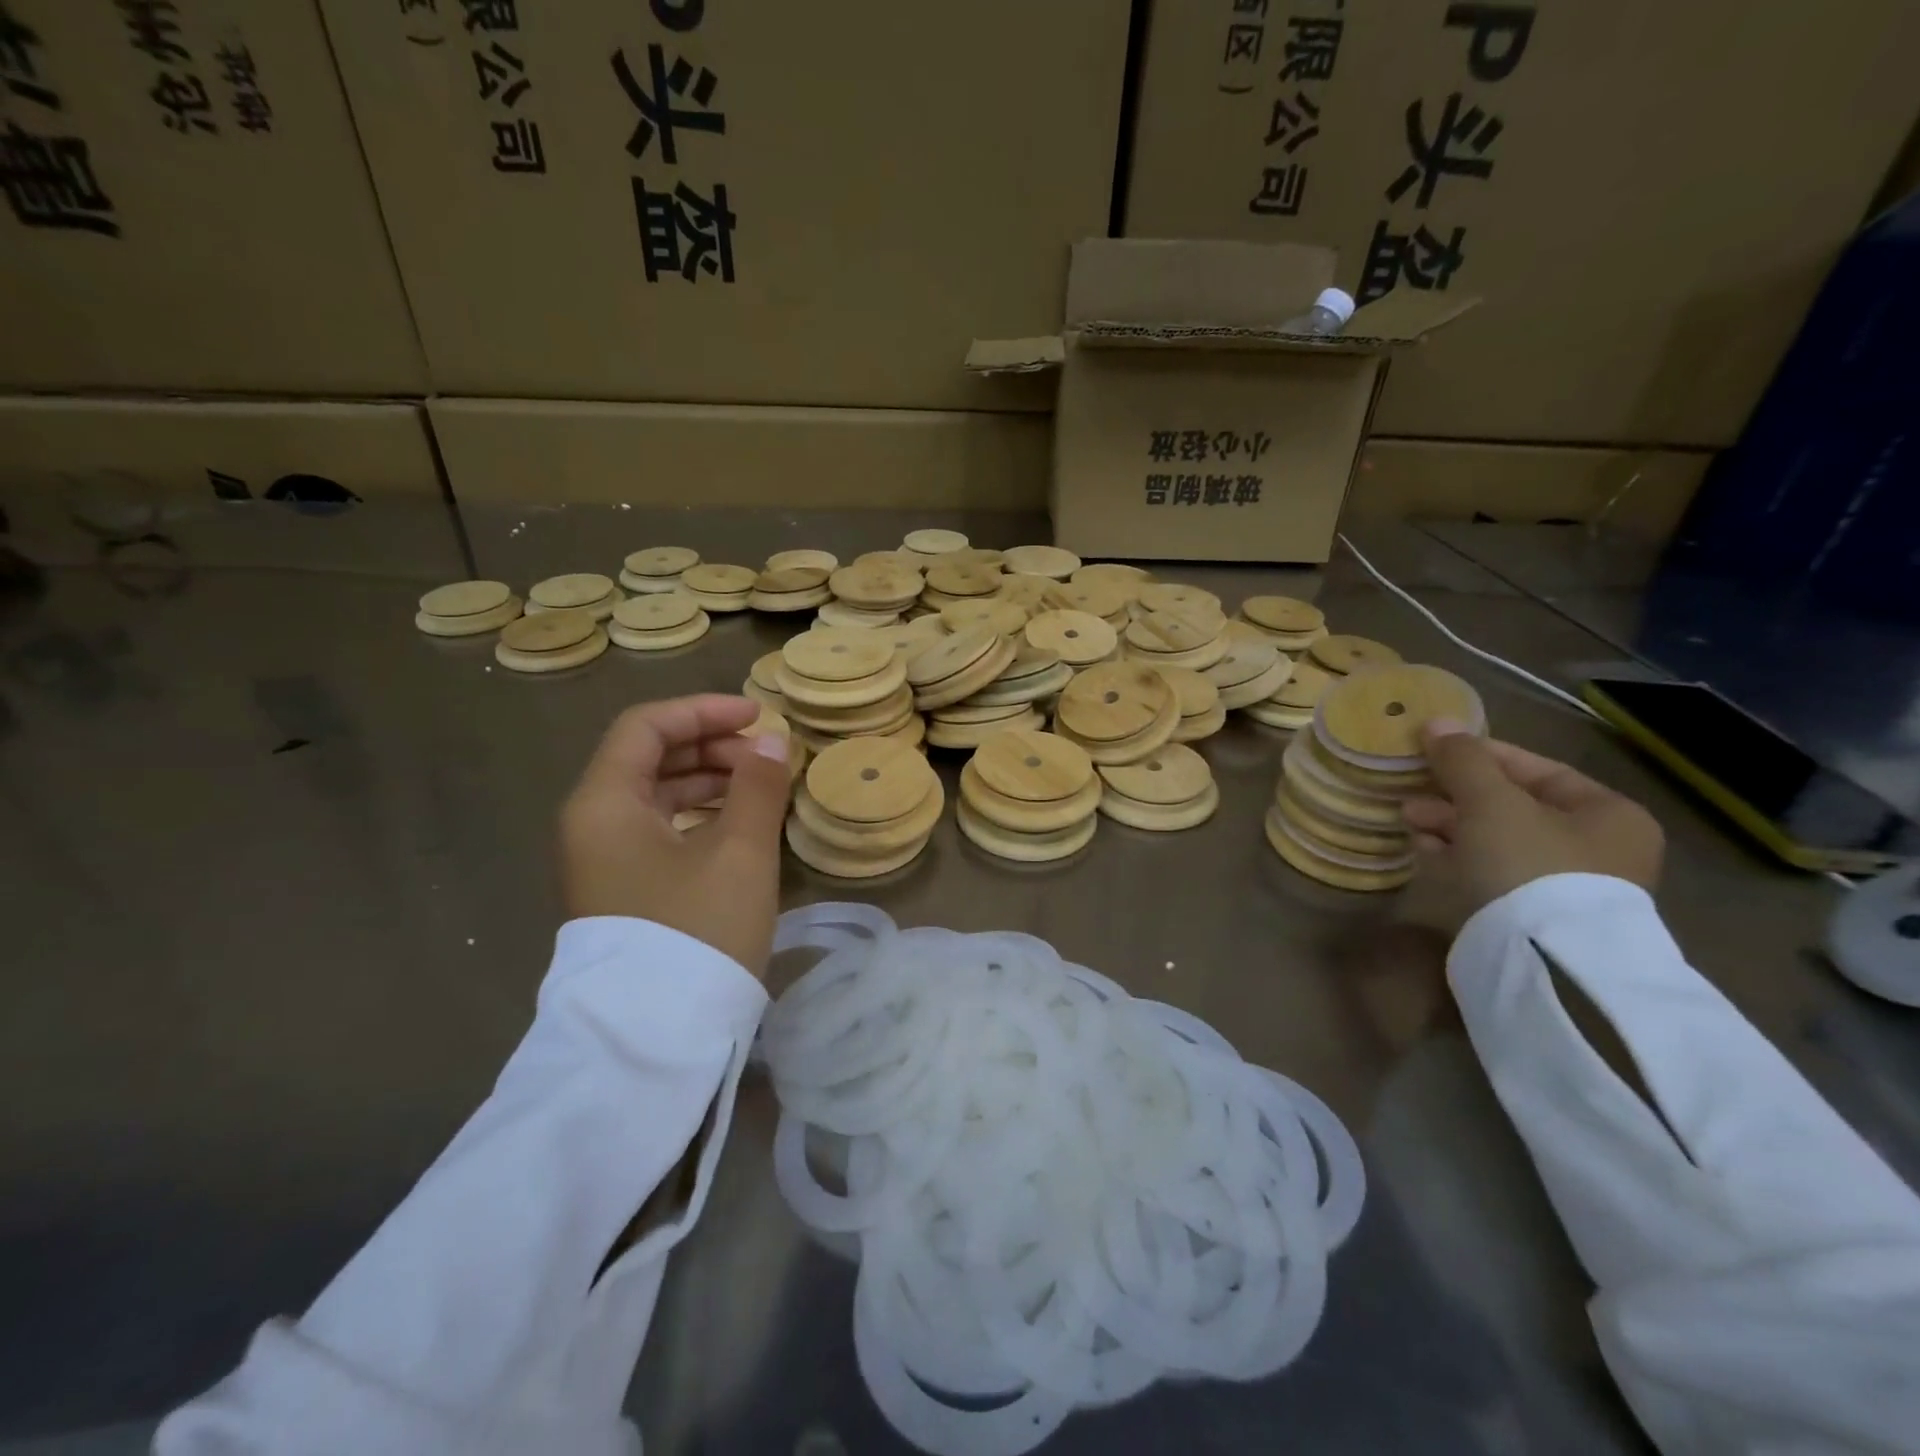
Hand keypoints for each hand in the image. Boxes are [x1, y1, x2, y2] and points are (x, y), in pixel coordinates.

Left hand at [559, 695, 790, 976]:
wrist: (656, 1036)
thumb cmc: (697, 929)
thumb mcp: (739, 851)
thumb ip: (758, 786)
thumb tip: (773, 740)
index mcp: (604, 803)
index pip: (646, 727)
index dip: (704, 711)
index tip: (758, 717)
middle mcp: (592, 824)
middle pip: (649, 758)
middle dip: (711, 746)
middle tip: (766, 758)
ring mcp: (603, 860)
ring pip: (656, 796)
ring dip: (709, 780)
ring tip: (761, 787)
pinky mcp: (622, 890)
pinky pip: (659, 830)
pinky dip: (699, 815)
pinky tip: (738, 825)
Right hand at [1402, 719, 1663, 921]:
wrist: (1544, 959)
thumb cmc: (1529, 864)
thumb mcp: (1490, 802)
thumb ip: (1462, 760)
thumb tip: (1436, 721)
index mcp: (1607, 813)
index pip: (1536, 769)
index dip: (1480, 755)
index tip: (1433, 750)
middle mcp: (1597, 847)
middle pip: (1512, 805)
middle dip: (1455, 794)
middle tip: (1411, 790)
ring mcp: (1567, 886)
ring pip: (1496, 839)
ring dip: (1449, 824)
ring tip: (1407, 819)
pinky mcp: (1536, 915)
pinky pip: (1491, 871)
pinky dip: (1457, 855)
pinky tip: (1422, 849)